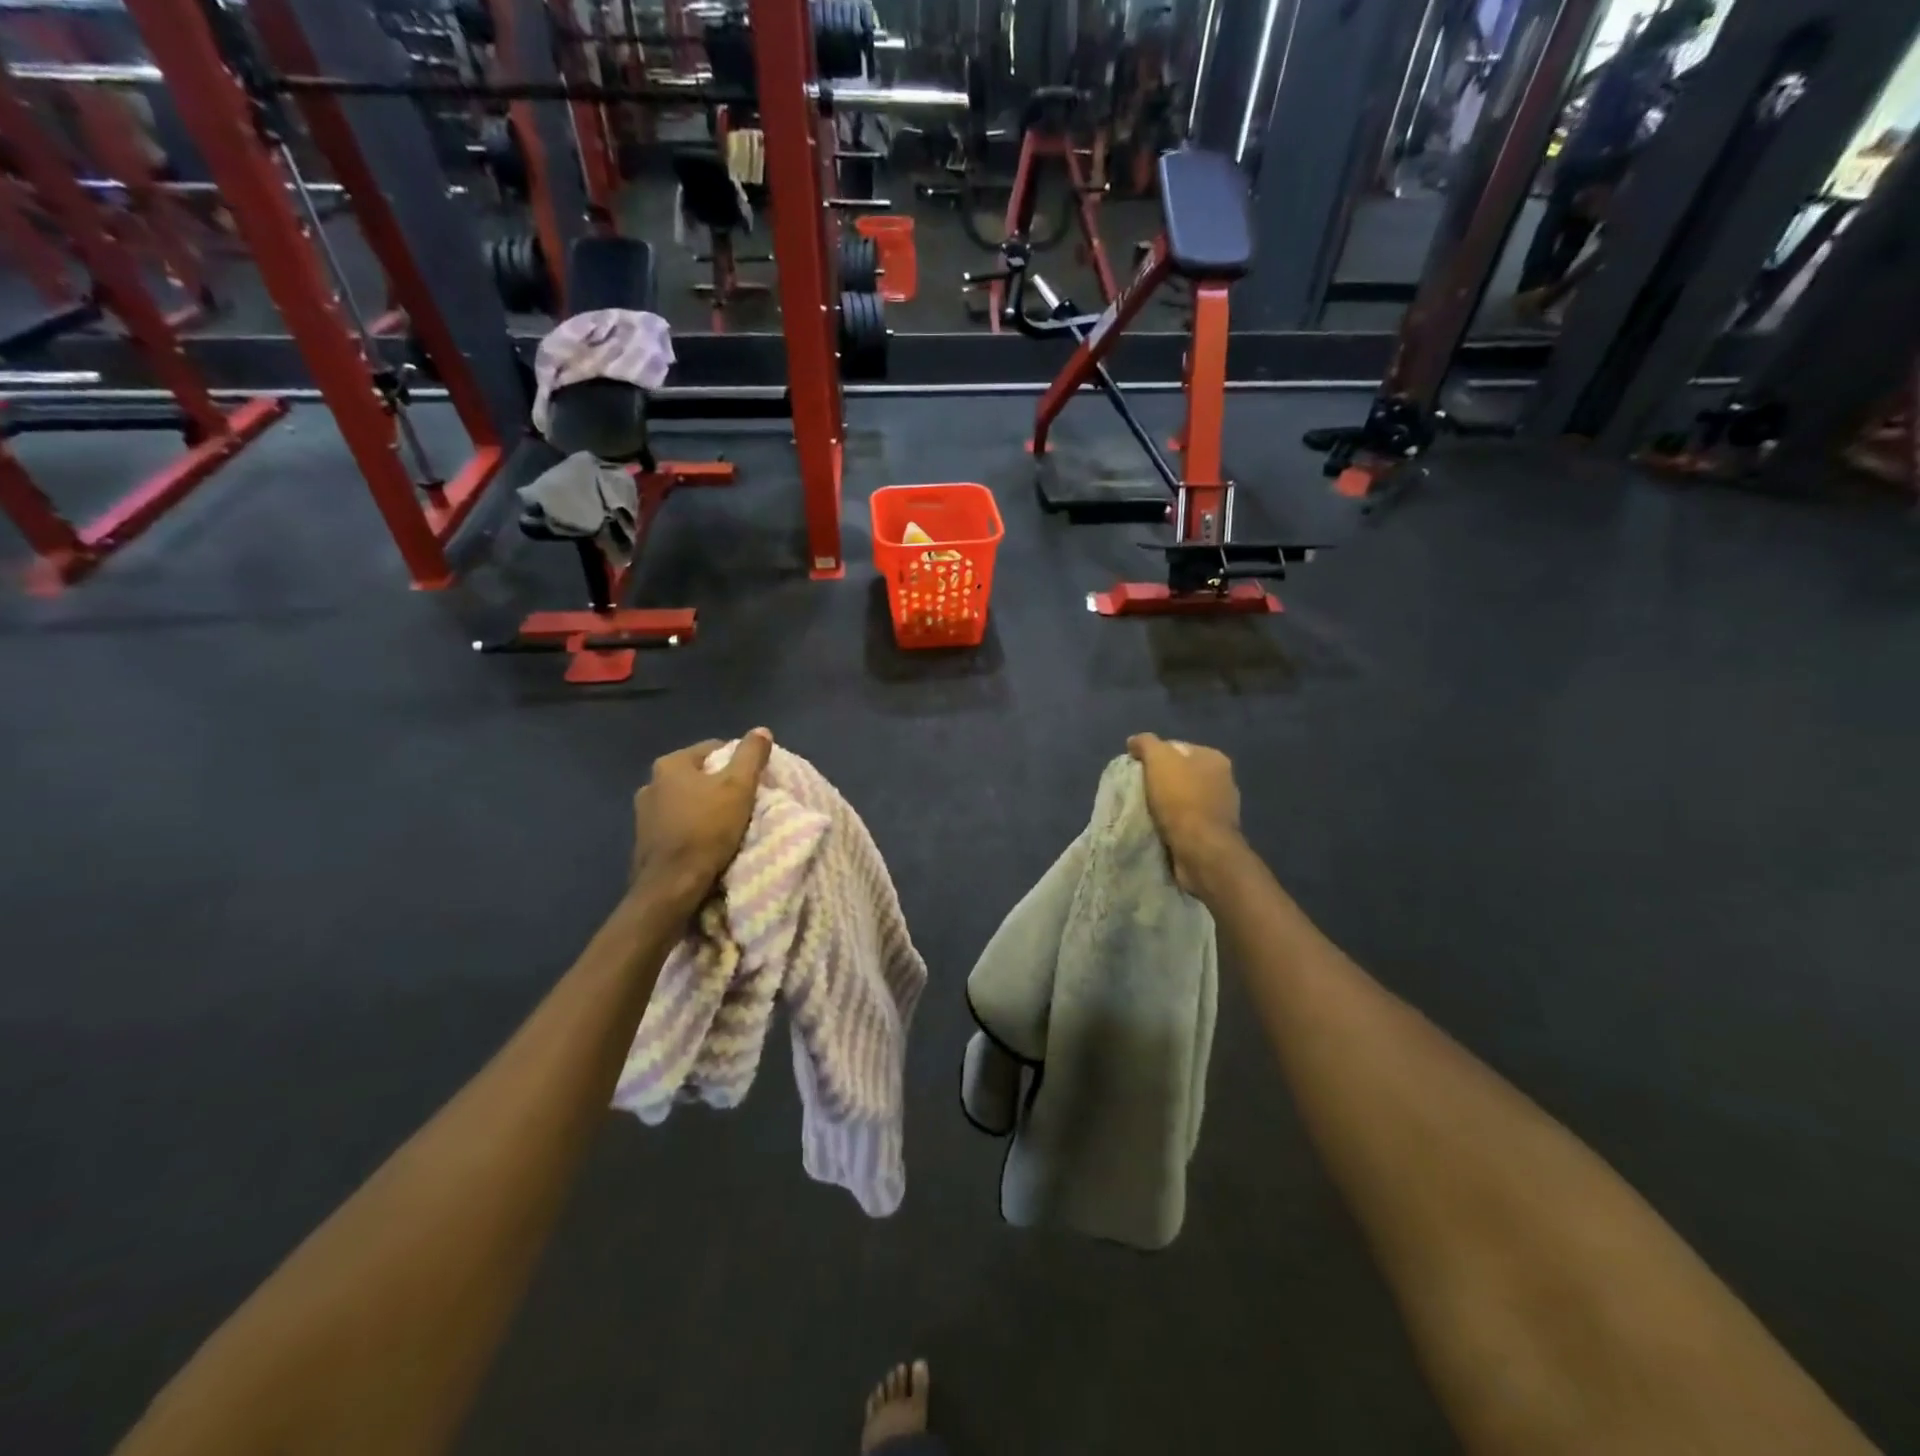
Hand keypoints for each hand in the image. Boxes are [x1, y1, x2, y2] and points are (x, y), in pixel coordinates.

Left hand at [630, 729, 773, 915]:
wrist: (672, 885)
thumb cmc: (707, 829)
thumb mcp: (739, 787)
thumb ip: (751, 755)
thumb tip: (761, 730)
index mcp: (670, 764)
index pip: (713, 748)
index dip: (739, 760)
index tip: (755, 779)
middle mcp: (650, 783)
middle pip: (698, 775)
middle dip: (720, 785)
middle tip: (744, 800)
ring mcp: (643, 814)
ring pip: (686, 800)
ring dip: (705, 807)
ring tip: (728, 823)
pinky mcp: (644, 841)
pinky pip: (676, 824)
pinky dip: (692, 827)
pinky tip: (707, 840)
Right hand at [1127, 733, 1242, 896]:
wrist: (1200, 849)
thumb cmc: (1181, 799)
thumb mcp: (1158, 760)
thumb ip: (1146, 744)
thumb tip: (1134, 741)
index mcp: (1214, 758)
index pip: (1176, 747)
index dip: (1153, 756)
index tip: (1136, 770)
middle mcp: (1222, 780)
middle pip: (1180, 773)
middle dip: (1159, 781)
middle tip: (1137, 790)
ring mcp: (1220, 808)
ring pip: (1182, 798)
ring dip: (1165, 804)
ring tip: (1144, 811)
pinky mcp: (1213, 833)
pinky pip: (1186, 820)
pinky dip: (1172, 822)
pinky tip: (1158, 827)